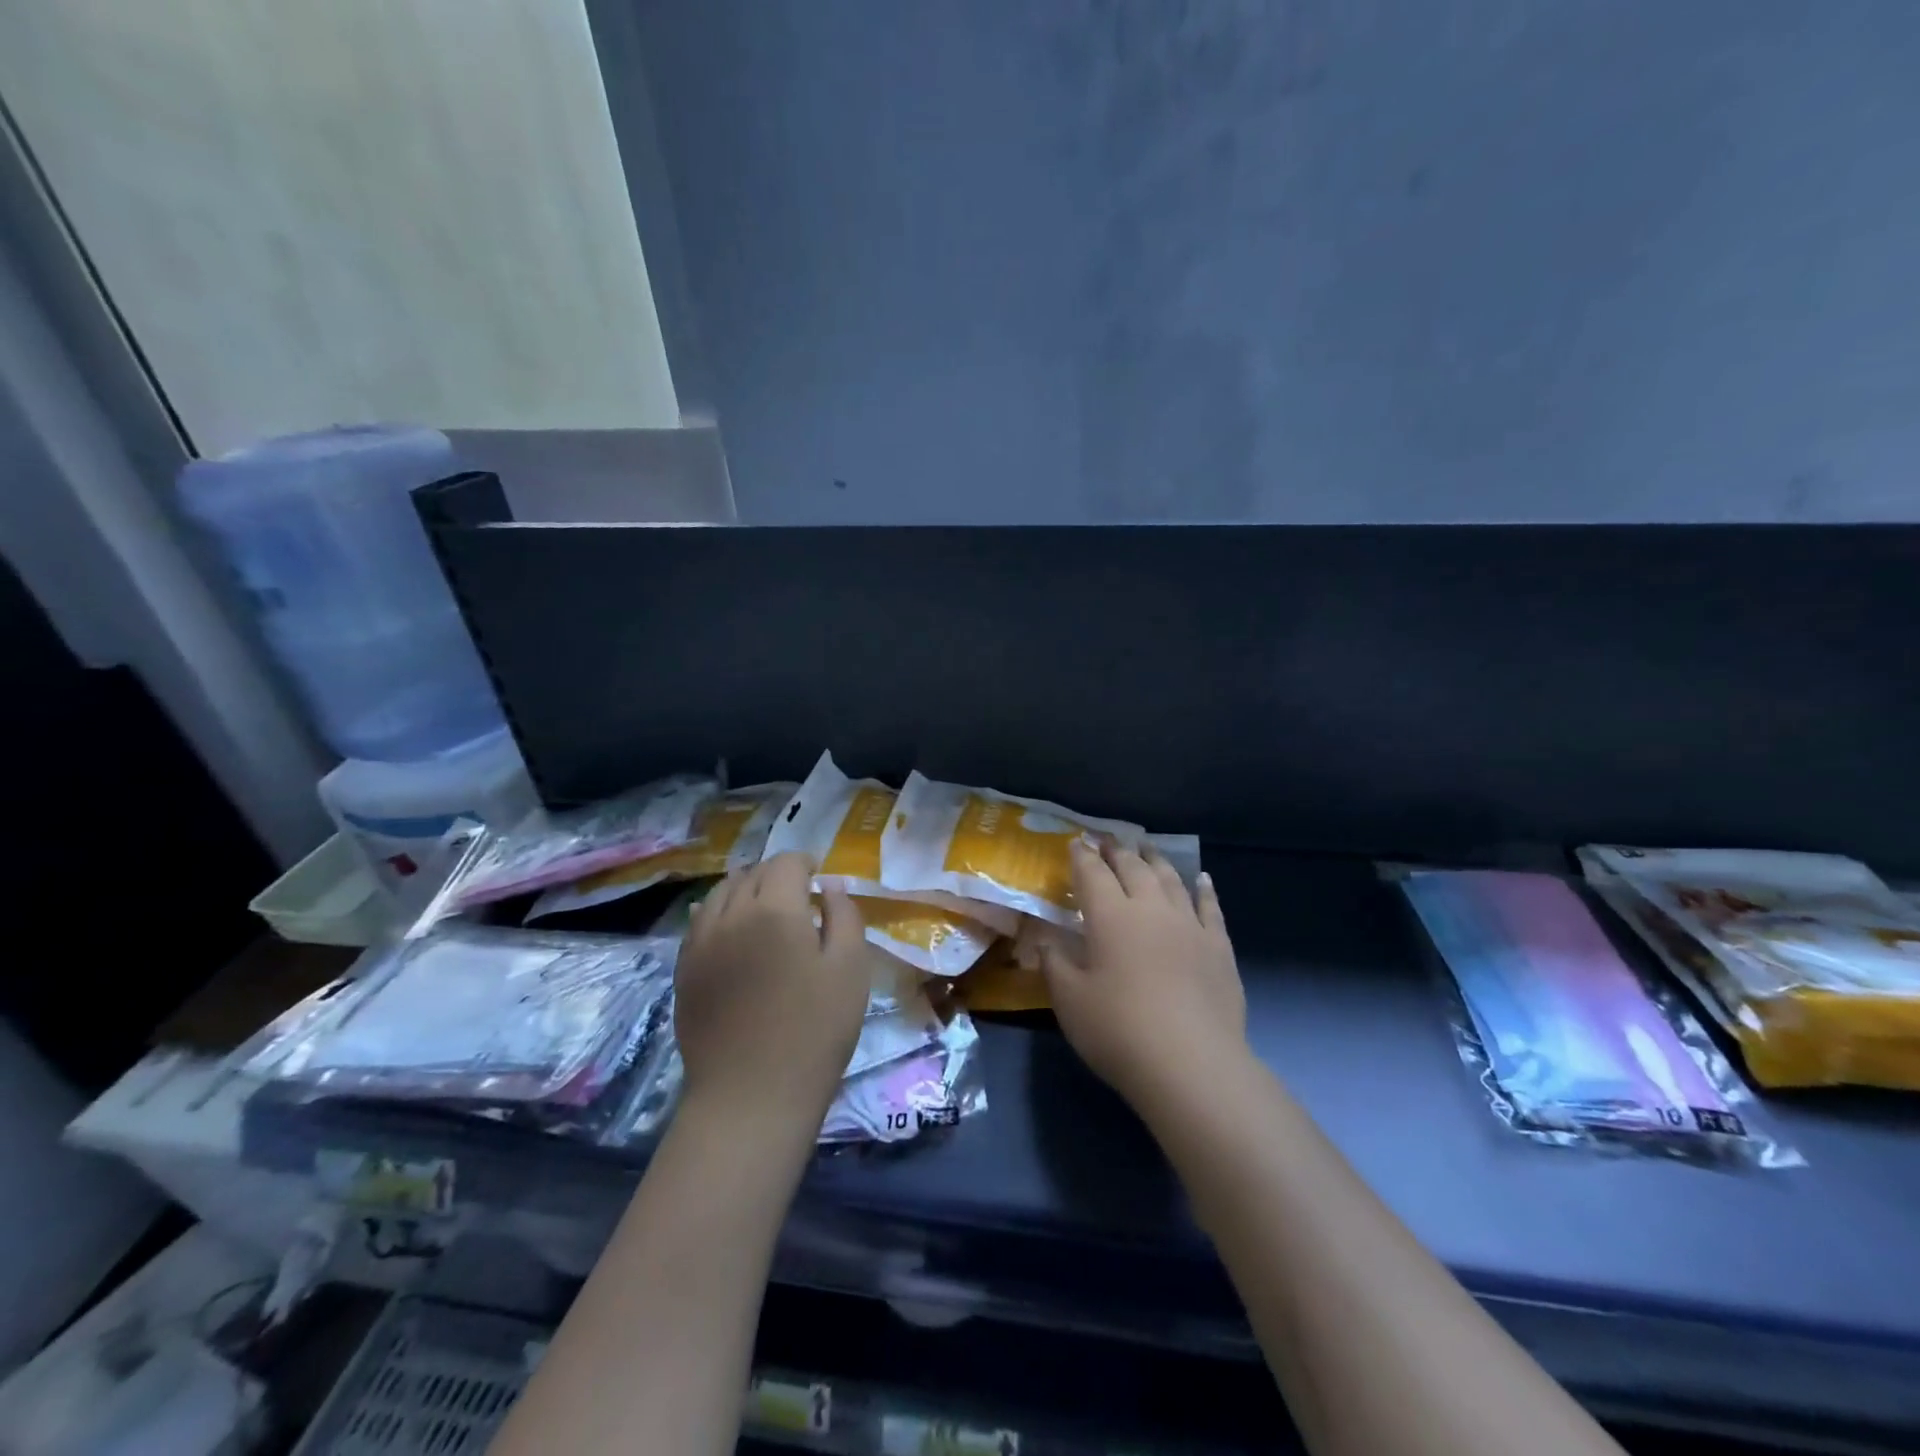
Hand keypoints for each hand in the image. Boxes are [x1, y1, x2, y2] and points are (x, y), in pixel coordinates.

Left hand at [674, 851, 869, 1131]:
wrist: (751, 1097)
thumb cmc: (815, 1031)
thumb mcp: (851, 970)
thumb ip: (844, 916)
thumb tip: (829, 886)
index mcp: (775, 910)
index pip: (786, 864)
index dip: (805, 862)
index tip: (820, 876)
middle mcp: (731, 915)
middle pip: (752, 873)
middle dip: (777, 874)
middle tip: (799, 893)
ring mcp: (701, 942)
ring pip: (720, 893)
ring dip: (745, 888)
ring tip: (764, 907)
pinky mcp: (684, 970)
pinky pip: (699, 922)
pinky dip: (719, 912)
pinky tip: (731, 928)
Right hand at [1040, 840, 1247, 1118]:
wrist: (1191, 1064)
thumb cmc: (1118, 1030)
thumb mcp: (1069, 1000)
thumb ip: (1054, 963)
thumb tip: (1043, 940)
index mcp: (1110, 916)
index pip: (1093, 874)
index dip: (1083, 856)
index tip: (1077, 843)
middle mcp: (1150, 909)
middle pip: (1133, 868)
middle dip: (1118, 852)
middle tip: (1108, 842)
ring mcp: (1189, 925)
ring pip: (1171, 880)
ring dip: (1156, 861)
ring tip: (1147, 849)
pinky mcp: (1218, 947)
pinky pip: (1210, 907)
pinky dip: (1203, 889)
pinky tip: (1202, 879)